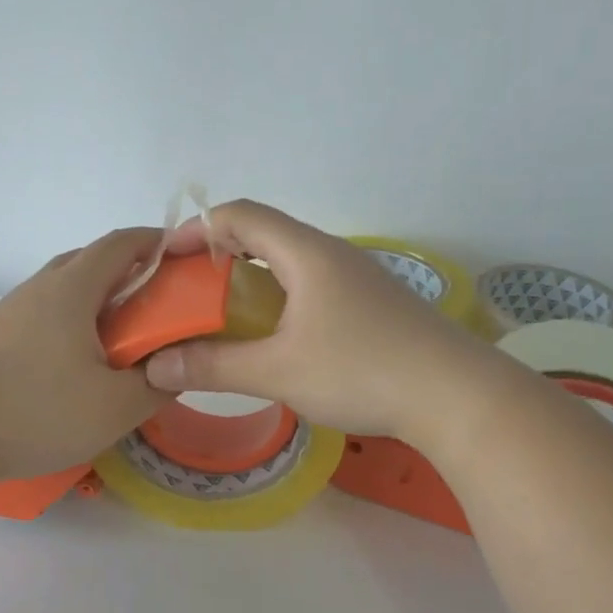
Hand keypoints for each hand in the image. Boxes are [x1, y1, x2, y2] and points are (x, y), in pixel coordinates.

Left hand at [0, 228, 170, 481]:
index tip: (185, 260)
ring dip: (100, 303)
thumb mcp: (114, 407)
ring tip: (124, 341)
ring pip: (66, 291)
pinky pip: (46, 316)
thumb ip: (156, 384)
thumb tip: (174, 367)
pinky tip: (78, 365)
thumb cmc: (32, 411)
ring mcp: (12, 312)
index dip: (157, 243)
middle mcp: (40, 287)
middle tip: (160, 307)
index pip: (122, 243)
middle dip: (132, 274)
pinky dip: (74, 325)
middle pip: (92, 262)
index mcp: (72, 288)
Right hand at [142, 201, 494, 442]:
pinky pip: (310, 284)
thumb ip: (214, 366)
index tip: (165, 260)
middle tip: (187, 290)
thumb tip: (155, 366)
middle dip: (218, 254)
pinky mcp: (371, 304)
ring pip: (289, 261)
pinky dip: (278, 297)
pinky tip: (274, 334)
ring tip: (222, 312)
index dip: (196, 229)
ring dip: (249, 278)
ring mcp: (356, 278)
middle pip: (263, 233)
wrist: (456, 396)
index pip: (240, 215)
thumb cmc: (361, 371)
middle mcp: (331, 254)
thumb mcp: (278, 371)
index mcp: (306, 253)